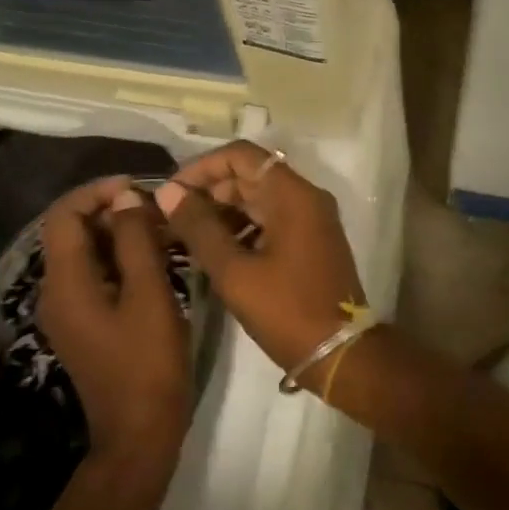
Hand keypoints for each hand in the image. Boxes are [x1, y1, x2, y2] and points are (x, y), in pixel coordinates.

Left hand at [37, 178, 191, 471]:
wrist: (139, 434)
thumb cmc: (148, 362)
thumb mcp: (149, 294)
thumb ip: (135, 240)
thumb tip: (126, 197)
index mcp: (66, 283)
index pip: (64, 216)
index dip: (96, 192)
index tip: (137, 187)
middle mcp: (55, 292)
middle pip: (71, 232)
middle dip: (111, 211)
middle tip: (156, 209)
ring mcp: (67, 311)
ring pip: (84, 253)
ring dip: (117, 234)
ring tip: (161, 229)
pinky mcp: (83, 324)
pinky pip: (93, 275)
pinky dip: (118, 258)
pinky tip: (153, 259)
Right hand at [153, 142, 366, 374]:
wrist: (341, 354)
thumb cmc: (286, 310)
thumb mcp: (234, 271)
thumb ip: (199, 227)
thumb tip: (168, 192)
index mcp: (292, 194)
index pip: (241, 155)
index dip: (202, 167)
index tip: (172, 192)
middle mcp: (305, 196)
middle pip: (249, 174)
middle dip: (209, 190)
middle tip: (172, 217)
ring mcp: (310, 218)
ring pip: (258, 197)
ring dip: (222, 209)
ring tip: (185, 234)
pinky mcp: (309, 239)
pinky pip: (270, 218)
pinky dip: (241, 226)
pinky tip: (213, 249)